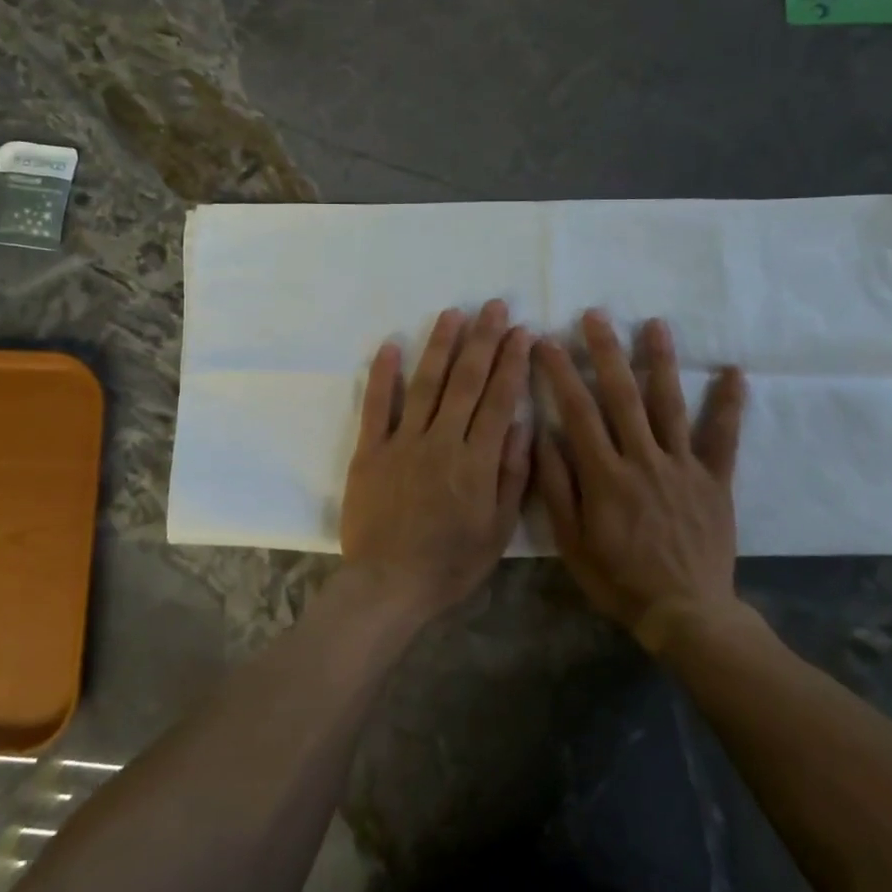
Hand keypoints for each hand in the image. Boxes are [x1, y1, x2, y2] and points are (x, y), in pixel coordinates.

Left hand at [341, 300, 533, 620]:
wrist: (389, 585)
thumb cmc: (450, 564)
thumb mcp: (498, 530)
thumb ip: (511, 475)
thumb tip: (521, 424)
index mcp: (477, 461)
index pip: (499, 399)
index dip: (512, 362)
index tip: (522, 332)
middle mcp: (441, 441)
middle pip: (465, 381)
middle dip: (482, 340)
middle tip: (493, 306)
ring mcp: (402, 442)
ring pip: (425, 384)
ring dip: (440, 345)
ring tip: (452, 313)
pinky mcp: (370, 451)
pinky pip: (376, 407)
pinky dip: (382, 375)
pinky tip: (389, 345)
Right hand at [534, 311, 746, 651]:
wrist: (685, 613)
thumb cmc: (619, 580)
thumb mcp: (571, 543)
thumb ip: (557, 487)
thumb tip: (543, 435)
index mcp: (605, 475)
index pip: (577, 411)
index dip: (559, 372)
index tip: (545, 341)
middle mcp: (644, 459)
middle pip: (622, 396)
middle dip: (606, 352)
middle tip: (595, 315)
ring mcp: (683, 467)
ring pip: (670, 404)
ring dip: (661, 361)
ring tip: (656, 324)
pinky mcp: (715, 480)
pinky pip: (724, 437)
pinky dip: (729, 404)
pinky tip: (734, 371)